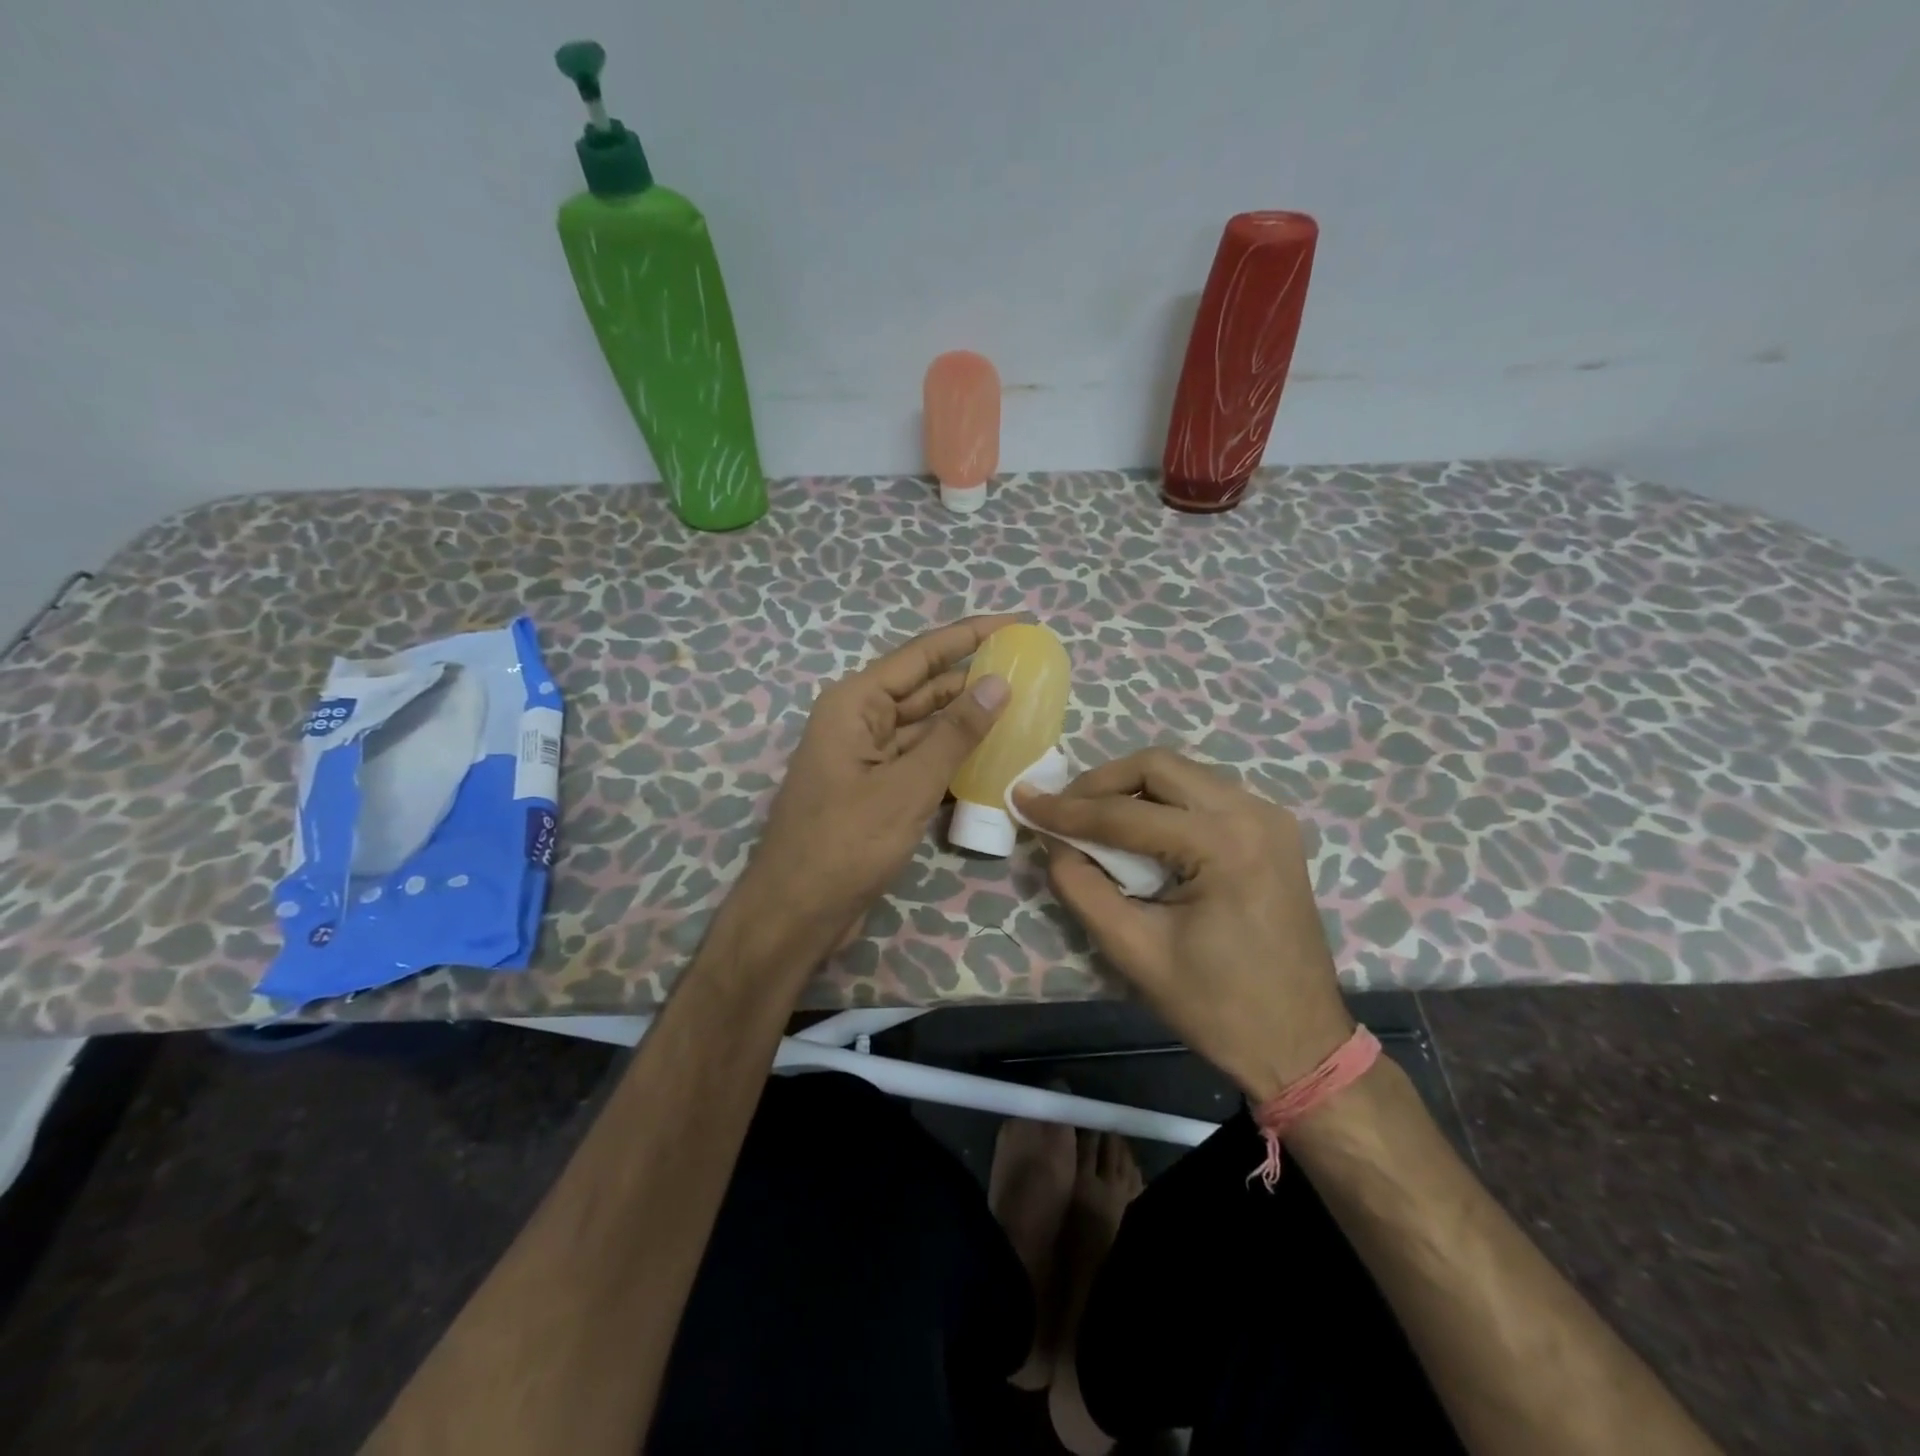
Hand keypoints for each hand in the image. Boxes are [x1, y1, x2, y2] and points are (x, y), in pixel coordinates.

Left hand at [734, 615, 1014, 963]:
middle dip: (973, 679)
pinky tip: (993, 759)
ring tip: (1023, 709)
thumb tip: (997, 683)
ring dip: (968, 722)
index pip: (921, 655)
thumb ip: (955, 733)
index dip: (970, 635)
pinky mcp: (876, 791)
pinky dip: (953, 760)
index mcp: (856, 704)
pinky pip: (921, 763)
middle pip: (925, 689)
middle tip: (1030, 670)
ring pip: (926, 729)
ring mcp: (867, 758)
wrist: (797, 914)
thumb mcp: (908, 785)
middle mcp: (859, 721)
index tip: (1016, 622)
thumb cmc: (846, 843)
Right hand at [1014, 749, 1353, 1101]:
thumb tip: (1053, 843)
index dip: (1066, 809)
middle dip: (1100, 783)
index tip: (1023, 800)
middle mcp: (1253, 813)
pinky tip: (1137, 830)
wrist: (1300, 1044)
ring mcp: (1269, 817)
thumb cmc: (1217, 1007)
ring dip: (1130, 789)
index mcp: (1224, 844)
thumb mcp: (1134, 952)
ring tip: (1090, 819)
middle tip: (1062, 810)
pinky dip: (1161, 802)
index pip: (1126, 814)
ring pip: (1181, 774)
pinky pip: (1203, 794)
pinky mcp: (1271, 830)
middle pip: (1158, 767)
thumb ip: (1083, 888)